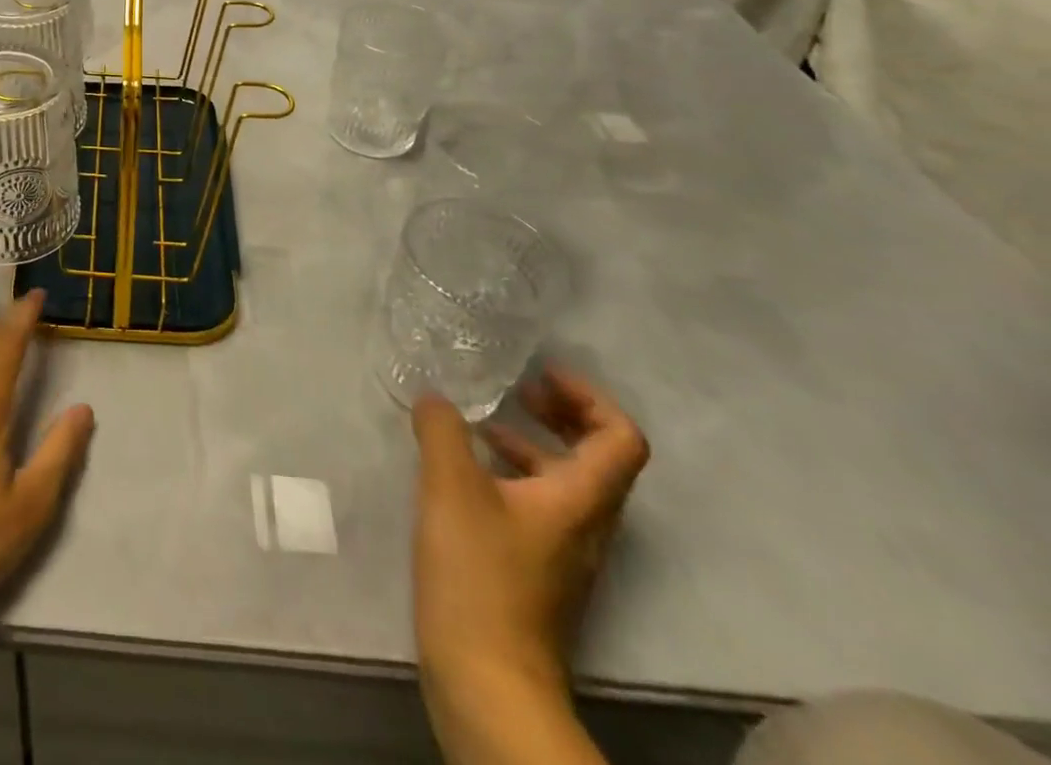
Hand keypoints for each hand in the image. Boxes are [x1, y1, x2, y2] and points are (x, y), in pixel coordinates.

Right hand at [411, 367, 648, 696]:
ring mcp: (564, 552)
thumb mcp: (451, 487)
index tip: (542, 374)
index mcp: (581, 499)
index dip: (589, 397)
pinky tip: (463, 474)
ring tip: (482, 425)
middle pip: (599, 457)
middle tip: (519, 390)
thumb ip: (442, 430)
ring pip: (565, 483)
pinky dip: (512, 475)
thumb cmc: (480, 575)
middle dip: (562, 415)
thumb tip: (436, 398)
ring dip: (532, 444)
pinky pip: (539, 506)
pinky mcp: (538, 572)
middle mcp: (586, 524)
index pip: (620, 438)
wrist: (488, 680)